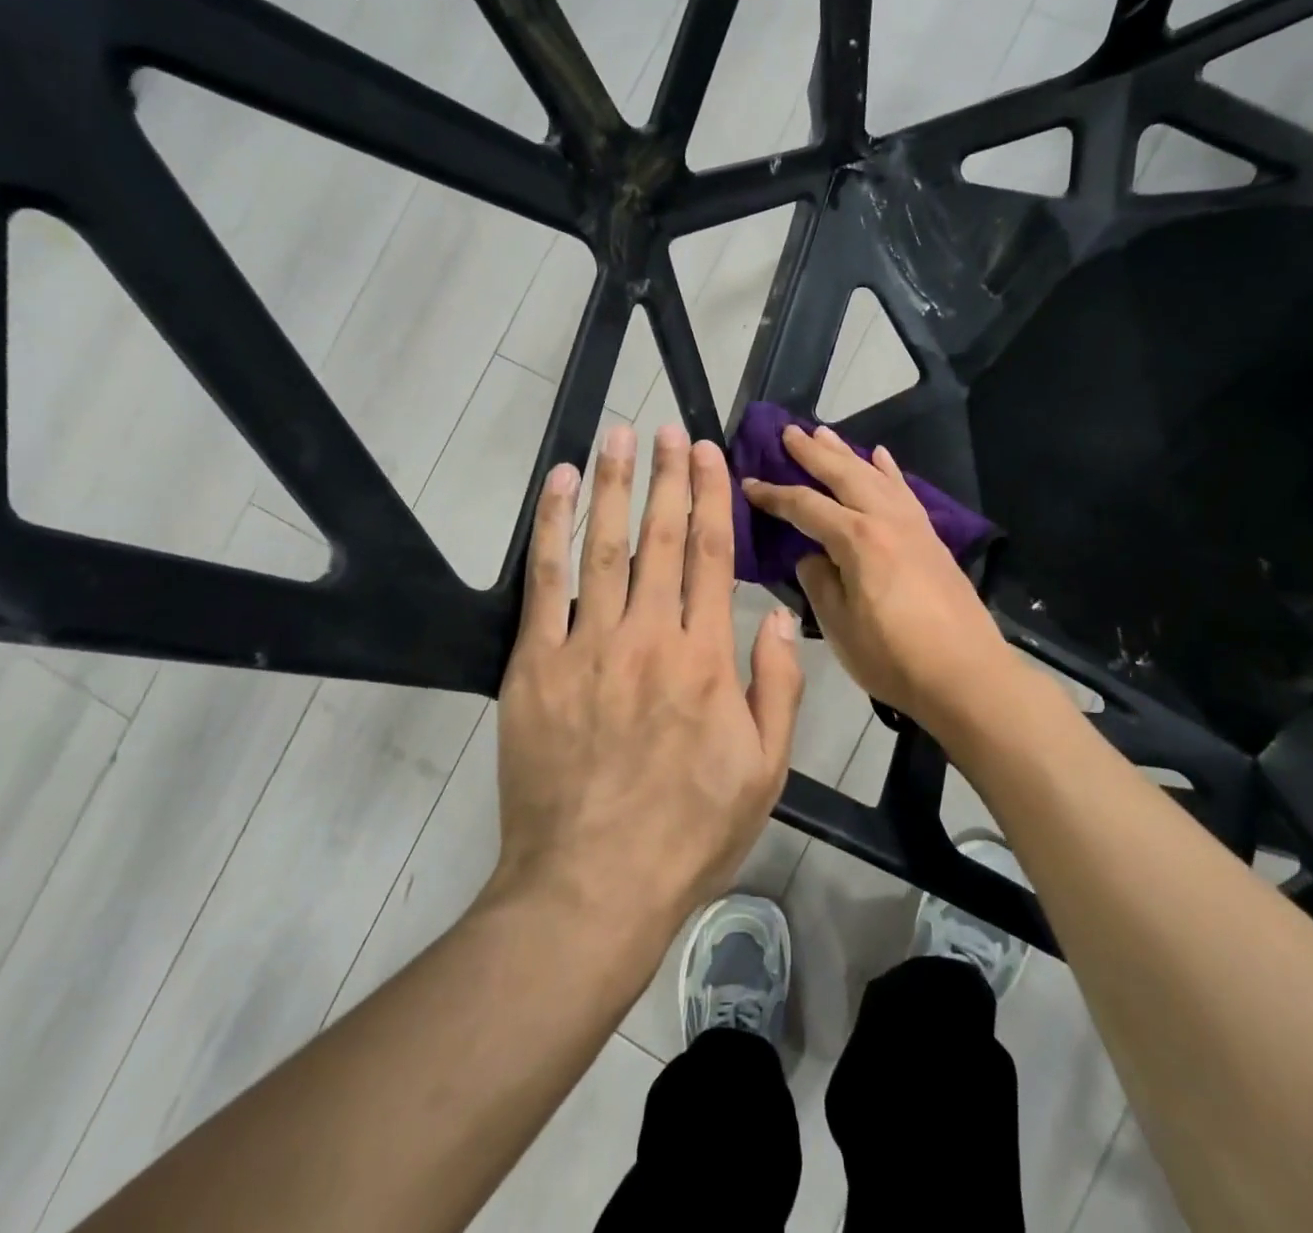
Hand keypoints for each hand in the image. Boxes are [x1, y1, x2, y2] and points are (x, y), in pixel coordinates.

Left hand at [495, 423, 803, 932]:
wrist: (592, 885)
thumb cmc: (689, 831)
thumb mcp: (765, 770)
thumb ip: (776, 685)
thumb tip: (775, 615)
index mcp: (706, 658)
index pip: (712, 555)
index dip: (710, 497)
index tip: (706, 452)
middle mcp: (650, 635)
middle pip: (661, 536)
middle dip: (665, 475)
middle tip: (665, 427)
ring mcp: (588, 645)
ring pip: (603, 545)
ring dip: (611, 484)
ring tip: (616, 437)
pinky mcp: (536, 665)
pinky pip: (545, 582)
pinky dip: (550, 528)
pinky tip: (556, 488)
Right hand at [742, 424, 1007, 724]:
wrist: (966, 675)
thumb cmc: (894, 657)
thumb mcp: (839, 626)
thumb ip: (819, 583)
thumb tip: (811, 557)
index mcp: (858, 540)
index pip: (805, 507)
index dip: (774, 495)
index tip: (748, 483)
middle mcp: (886, 520)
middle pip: (844, 474)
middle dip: (812, 453)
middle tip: (787, 431)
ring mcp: (914, 526)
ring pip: (875, 475)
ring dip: (847, 453)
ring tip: (825, 433)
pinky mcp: (932, 538)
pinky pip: (905, 491)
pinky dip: (889, 470)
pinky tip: (881, 457)